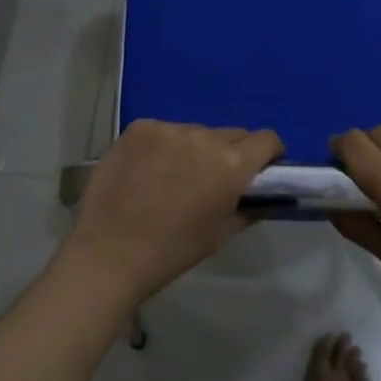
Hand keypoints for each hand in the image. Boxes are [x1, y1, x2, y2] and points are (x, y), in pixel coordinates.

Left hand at [66, 120, 283, 305]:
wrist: (110, 252)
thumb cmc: (172, 251)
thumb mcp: (221, 234)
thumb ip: (247, 208)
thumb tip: (261, 195)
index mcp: (231, 164)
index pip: (266, 140)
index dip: (269, 153)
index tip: (261, 168)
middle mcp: (203, 137)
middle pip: (231, 134)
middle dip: (231, 152)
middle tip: (214, 178)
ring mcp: (168, 128)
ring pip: (195, 132)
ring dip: (194, 148)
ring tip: (173, 176)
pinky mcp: (140, 127)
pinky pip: (164, 131)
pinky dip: (163, 146)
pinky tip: (147, 169)